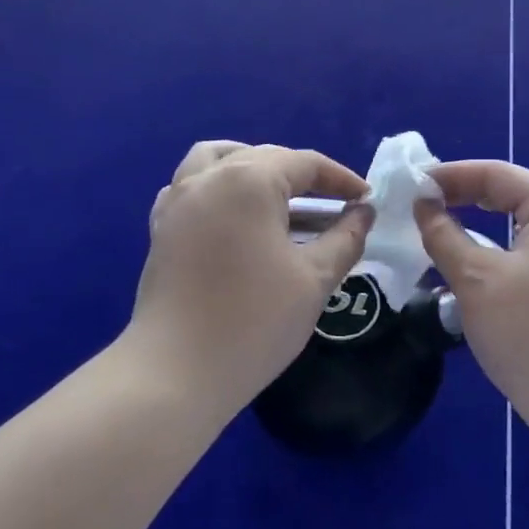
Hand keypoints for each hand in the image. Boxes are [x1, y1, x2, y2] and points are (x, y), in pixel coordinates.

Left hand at [131, 141, 374, 410]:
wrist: (177, 371)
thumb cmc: (254, 321)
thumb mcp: (314, 279)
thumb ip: (345, 238)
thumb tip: (363, 213)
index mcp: (249, 181)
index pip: (305, 163)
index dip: (341, 179)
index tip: (367, 201)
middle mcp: (209, 177)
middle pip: (264, 157)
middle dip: (304, 177)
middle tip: (336, 206)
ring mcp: (178, 200)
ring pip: (220, 160)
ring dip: (255, 169)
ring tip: (282, 198)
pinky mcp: (162, 227)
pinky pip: (191, 187)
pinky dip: (218, 188)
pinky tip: (236, 219)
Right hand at [414, 161, 528, 427]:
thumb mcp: (475, 280)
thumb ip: (443, 235)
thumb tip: (424, 205)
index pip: (497, 174)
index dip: (450, 176)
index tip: (411, 188)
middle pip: (514, 196)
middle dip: (465, 199)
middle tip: (422, 209)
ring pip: (524, 229)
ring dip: (482, 228)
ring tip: (443, 235)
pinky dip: (503, 254)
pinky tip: (479, 269)